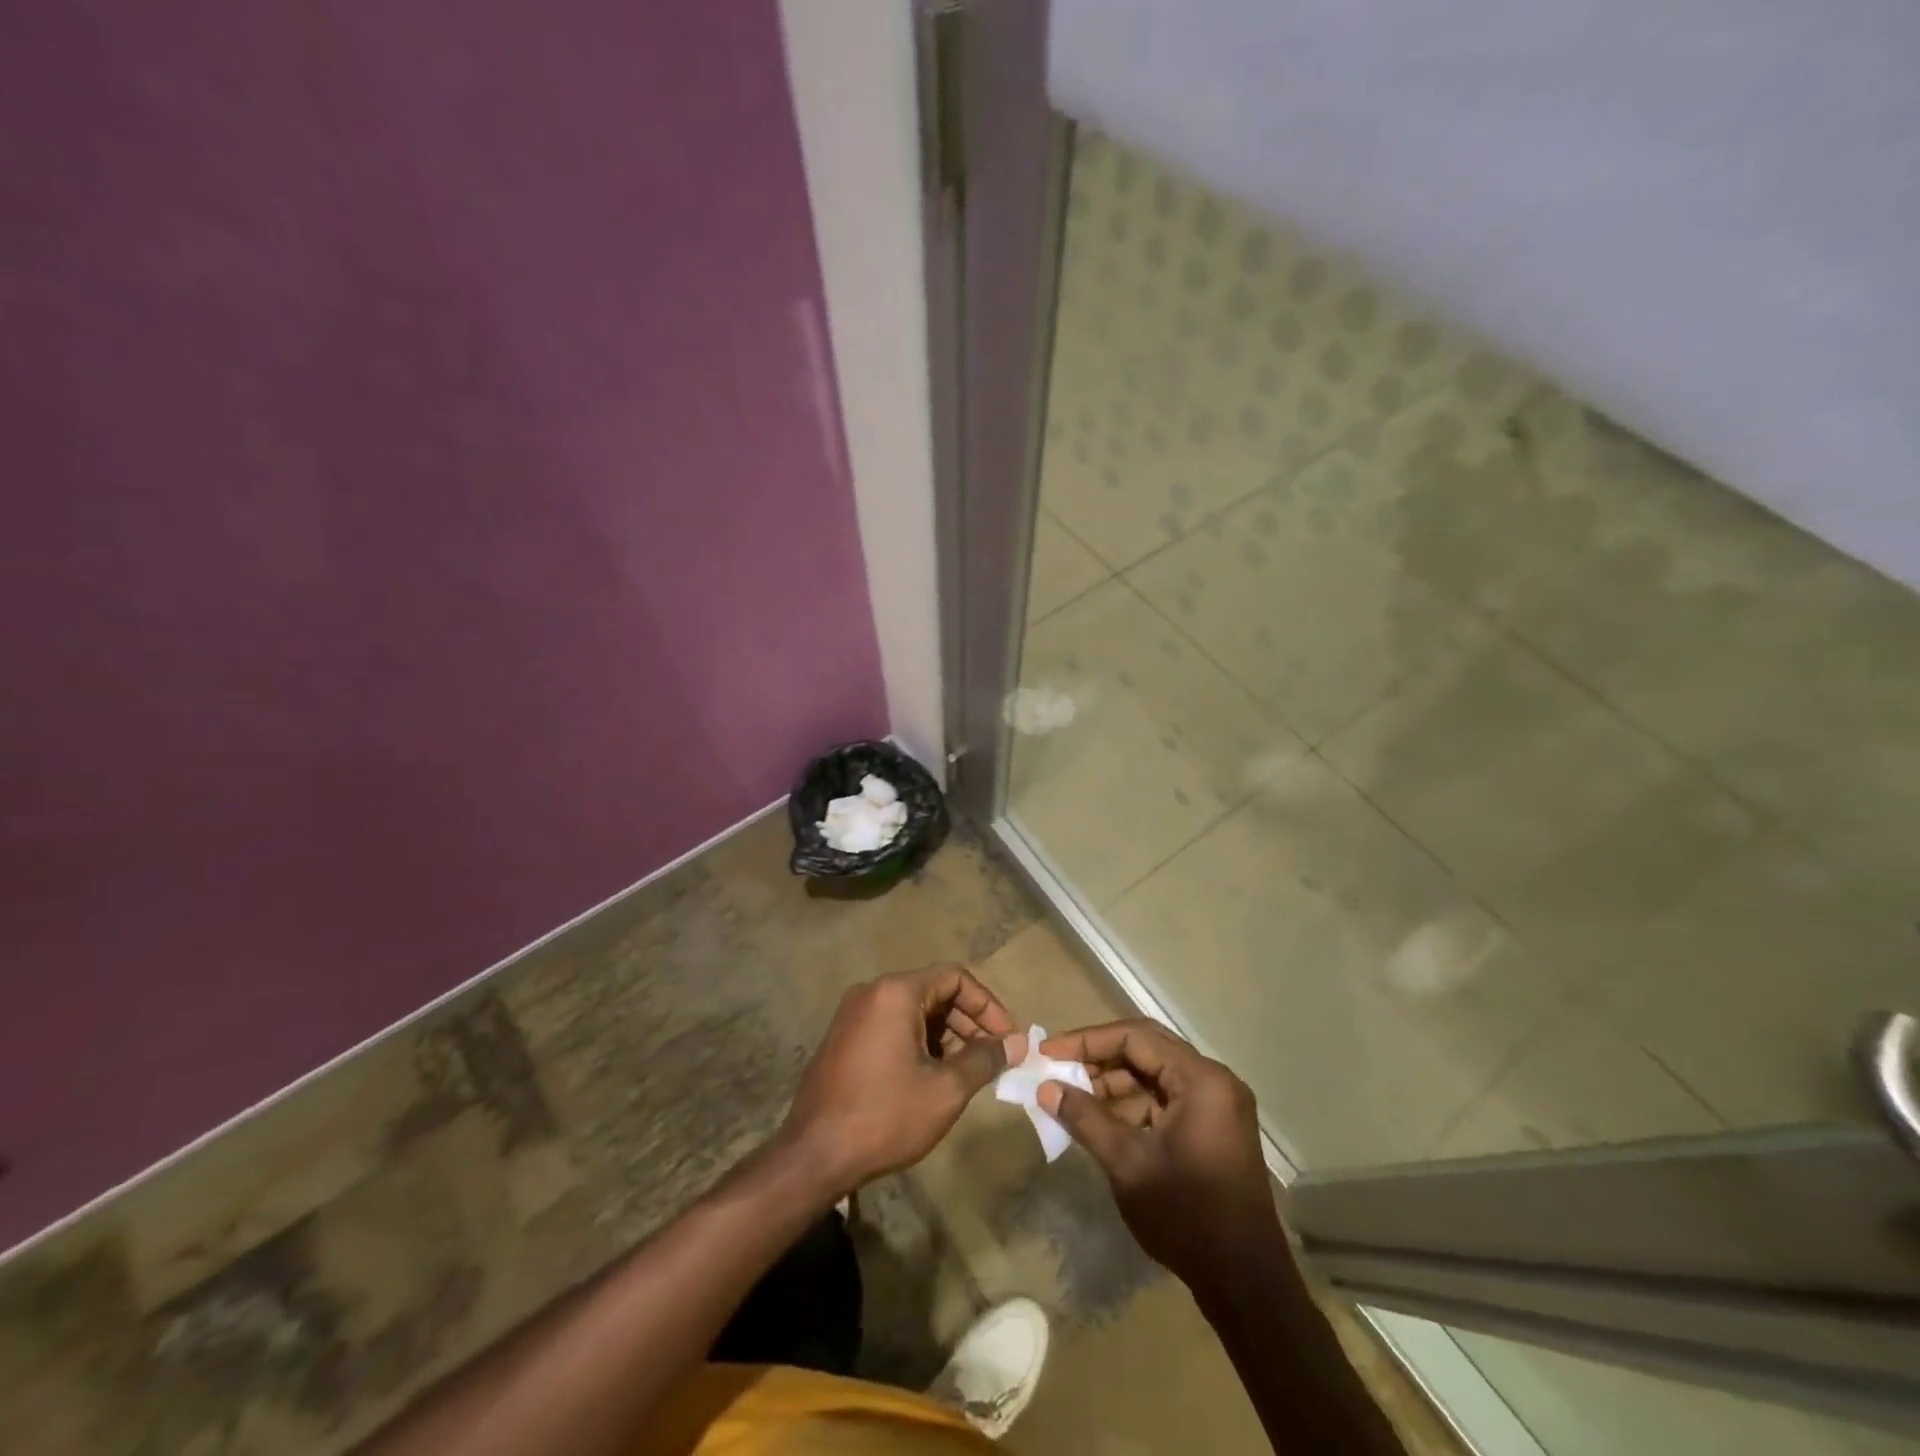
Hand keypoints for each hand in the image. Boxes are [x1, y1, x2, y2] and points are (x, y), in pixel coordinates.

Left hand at [781, 964, 1018, 1196]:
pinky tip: (934, 1078)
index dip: (988, 1005)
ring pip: (914, 1012)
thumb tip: (1017, 1043)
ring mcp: (854, 1015)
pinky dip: (920, 1044)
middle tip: (993, 1059)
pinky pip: (893, 1027)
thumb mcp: (945, 1090)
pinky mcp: (845, 1039)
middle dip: (969, 1023)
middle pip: (934, 992)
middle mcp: (873, 992)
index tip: (1007, 1039)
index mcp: (896, 992)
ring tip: (968, 1073)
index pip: (955, 977)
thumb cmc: (885, 1116)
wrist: (814, 1156)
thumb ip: (985, 1059)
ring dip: (947, 1036)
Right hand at [1038, 1019, 1283, 1296]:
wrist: (1246, 1285)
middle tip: (1058, 1069)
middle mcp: (1214, 1080)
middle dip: (1099, 1058)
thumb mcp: (1127, 1164)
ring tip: (1072, 1097)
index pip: (1135, 1037)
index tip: (1049, 1053)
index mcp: (1201, 1079)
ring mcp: (1217, 1104)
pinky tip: (1101, 1119)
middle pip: (1146, 1049)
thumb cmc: (1186, 1217)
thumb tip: (1046, 1088)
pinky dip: (1133, 1104)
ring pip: (1154, 1074)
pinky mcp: (1213, 1126)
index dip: (1088, 1041)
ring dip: (1114, 1083)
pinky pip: (1166, 1098)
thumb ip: (1085, 1118)